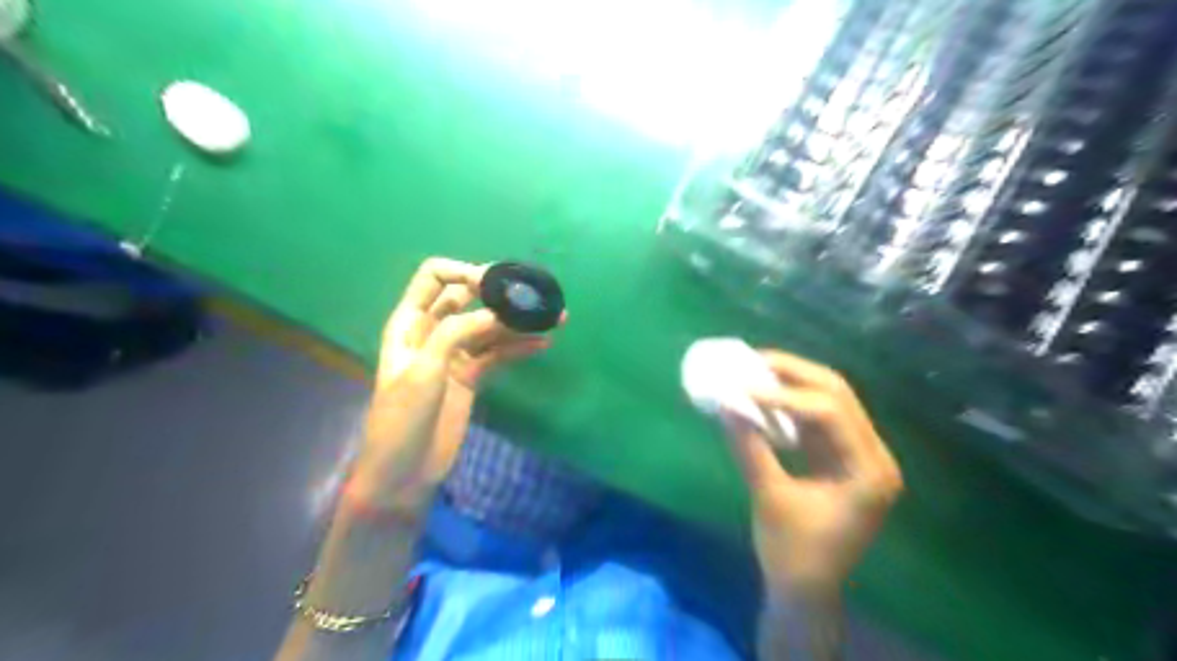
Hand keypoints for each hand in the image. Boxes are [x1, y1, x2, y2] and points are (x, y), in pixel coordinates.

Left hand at [345, 258, 545, 511]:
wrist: (403, 472)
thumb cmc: (401, 418)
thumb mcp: (422, 371)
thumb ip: (455, 334)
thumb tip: (496, 313)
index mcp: (411, 322)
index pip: (434, 277)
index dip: (463, 272)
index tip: (495, 285)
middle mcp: (434, 331)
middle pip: (468, 298)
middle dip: (499, 293)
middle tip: (533, 297)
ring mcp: (455, 354)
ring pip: (489, 327)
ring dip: (518, 322)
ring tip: (554, 318)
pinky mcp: (472, 376)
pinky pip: (499, 354)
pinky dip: (519, 347)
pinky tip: (543, 343)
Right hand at [717, 350, 902, 598]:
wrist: (805, 591)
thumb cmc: (791, 553)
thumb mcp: (769, 497)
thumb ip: (749, 446)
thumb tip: (725, 403)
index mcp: (868, 471)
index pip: (830, 413)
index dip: (785, 395)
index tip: (742, 386)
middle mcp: (874, 455)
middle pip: (838, 395)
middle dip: (793, 373)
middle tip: (753, 360)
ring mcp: (860, 456)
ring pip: (830, 401)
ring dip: (792, 383)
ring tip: (756, 369)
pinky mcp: (842, 459)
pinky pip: (819, 419)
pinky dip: (791, 404)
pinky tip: (766, 396)